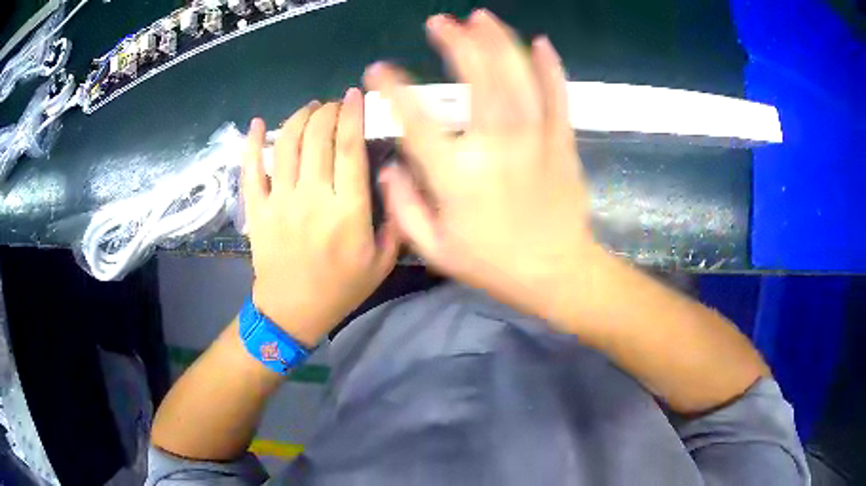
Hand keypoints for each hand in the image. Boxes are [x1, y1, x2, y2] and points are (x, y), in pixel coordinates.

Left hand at [243, 89, 398, 346]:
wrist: (292, 311)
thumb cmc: (340, 289)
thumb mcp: (382, 263)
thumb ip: (395, 223)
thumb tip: (396, 181)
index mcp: (346, 210)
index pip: (350, 147)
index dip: (353, 114)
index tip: (355, 95)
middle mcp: (312, 197)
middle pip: (317, 137)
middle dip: (327, 111)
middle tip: (333, 105)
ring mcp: (279, 201)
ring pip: (286, 144)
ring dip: (298, 118)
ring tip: (308, 110)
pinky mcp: (257, 209)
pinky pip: (251, 169)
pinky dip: (251, 143)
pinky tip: (256, 123)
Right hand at [365, 10, 597, 328]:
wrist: (556, 273)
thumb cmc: (494, 265)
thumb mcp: (435, 250)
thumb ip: (404, 208)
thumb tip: (387, 170)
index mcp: (457, 175)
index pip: (416, 119)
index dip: (392, 88)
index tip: (378, 69)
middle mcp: (496, 146)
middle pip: (476, 78)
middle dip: (455, 42)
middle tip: (439, 22)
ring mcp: (535, 139)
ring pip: (517, 76)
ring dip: (498, 41)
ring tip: (480, 17)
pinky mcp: (562, 141)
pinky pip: (558, 96)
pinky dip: (550, 66)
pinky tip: (541, 42)